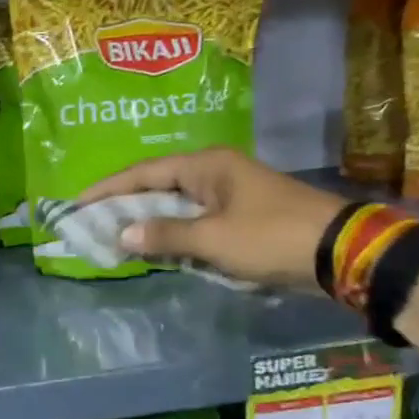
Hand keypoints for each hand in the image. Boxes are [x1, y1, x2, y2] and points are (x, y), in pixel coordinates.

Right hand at [79, 149, 344, 289]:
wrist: (341, 252)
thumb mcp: (213, 239)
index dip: (108, 188)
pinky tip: (155, 247)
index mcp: (206, 166)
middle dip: (124, 205)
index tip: (77, 203)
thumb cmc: (271, 237)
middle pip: (157, 186)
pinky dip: (172, 233)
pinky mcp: (240, 216)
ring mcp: (229, 194)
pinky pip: (194, 221)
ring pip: (175, 205)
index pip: (144, 172)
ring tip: (114, 236)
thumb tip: (122, 234)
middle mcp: (214, 173)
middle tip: (91, 222)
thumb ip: (165, 235)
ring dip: (147, 221)